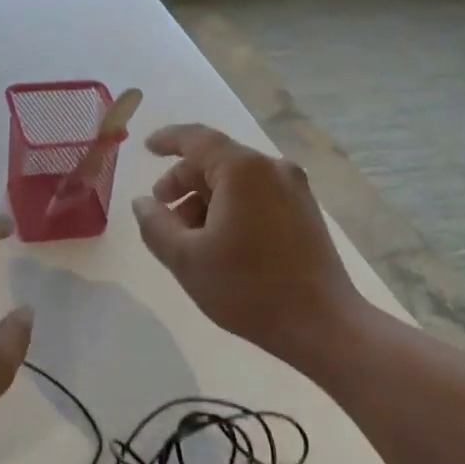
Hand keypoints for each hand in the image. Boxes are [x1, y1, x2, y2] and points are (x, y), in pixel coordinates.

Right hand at [132, 125, 359, 364]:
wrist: (321, 324)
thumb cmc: (247, 287)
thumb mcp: (186, 259)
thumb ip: (156, 225)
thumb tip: (143, 203)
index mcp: (243, 170)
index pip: (197, 139)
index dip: (168, 139)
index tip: (146, 147)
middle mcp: (272, 169)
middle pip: (216, 160)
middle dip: (183, 182)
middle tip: (162, 213)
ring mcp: (294, 190)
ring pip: (237, 181)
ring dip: (206, 199)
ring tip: (189, 237)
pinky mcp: (305, 212)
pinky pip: (257, 195)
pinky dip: (231, 207)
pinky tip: (219, 242)